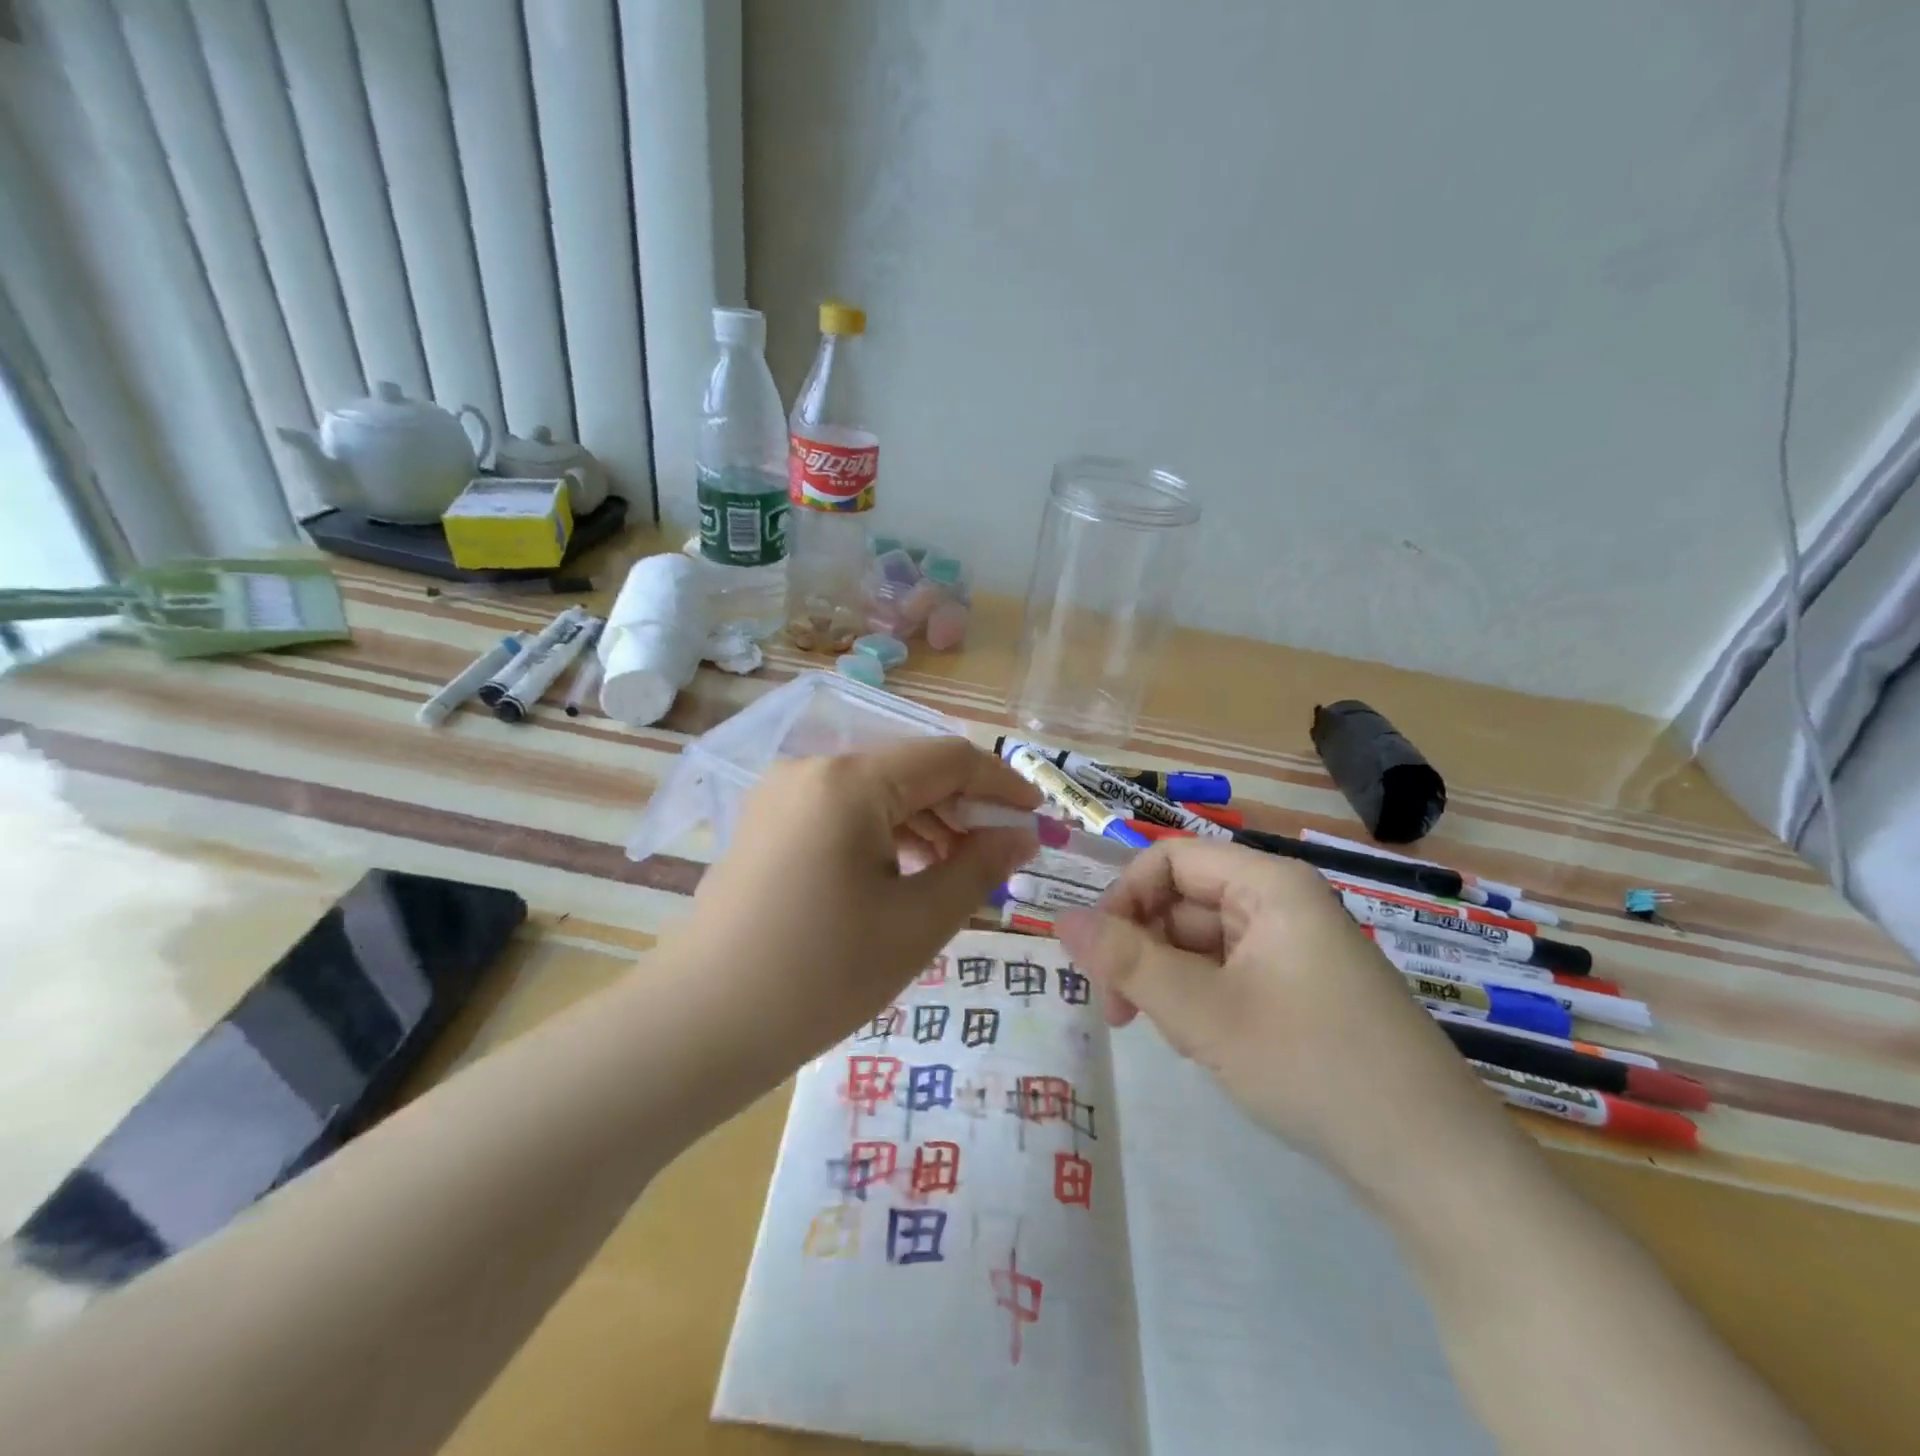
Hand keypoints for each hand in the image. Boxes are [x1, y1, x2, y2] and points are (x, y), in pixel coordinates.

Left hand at [671, 738, 1038, 1063]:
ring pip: (876, 794)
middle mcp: (813, 770)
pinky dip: (885, 836)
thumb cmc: (820, 974)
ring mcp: (783, 796)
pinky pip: (843, 814)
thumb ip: (979, 868)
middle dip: (964, 808)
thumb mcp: (916, 923)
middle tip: (1003, 856)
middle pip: (910, 771)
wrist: (699, 1026)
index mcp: (850, 781)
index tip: (1038, 818)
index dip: (1002, 783)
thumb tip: (1022, 836)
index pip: (948, 758)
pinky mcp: (768, 826)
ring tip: (959, 873)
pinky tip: (906, 876)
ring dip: (926, 824)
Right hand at [1056, 839, 1516, 1214]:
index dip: (1124, 898)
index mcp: (1268, 885)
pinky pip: (1228, 975)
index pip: (1169, 860)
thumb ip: (1126, 961)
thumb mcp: (1203, 1013)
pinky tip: (1209, 1048)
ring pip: (1200, 944)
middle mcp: (1281, 904)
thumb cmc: (1313, 1066)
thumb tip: (1059, 919)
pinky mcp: (1300, 991)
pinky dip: (1203, 1004)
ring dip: (1171, 982)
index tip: (1099, 957)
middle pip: (1182, 902)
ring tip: (1181, 1039)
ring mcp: (1293, 949)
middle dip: (1144, 950)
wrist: (1434, 1166)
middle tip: (1122, 1013)